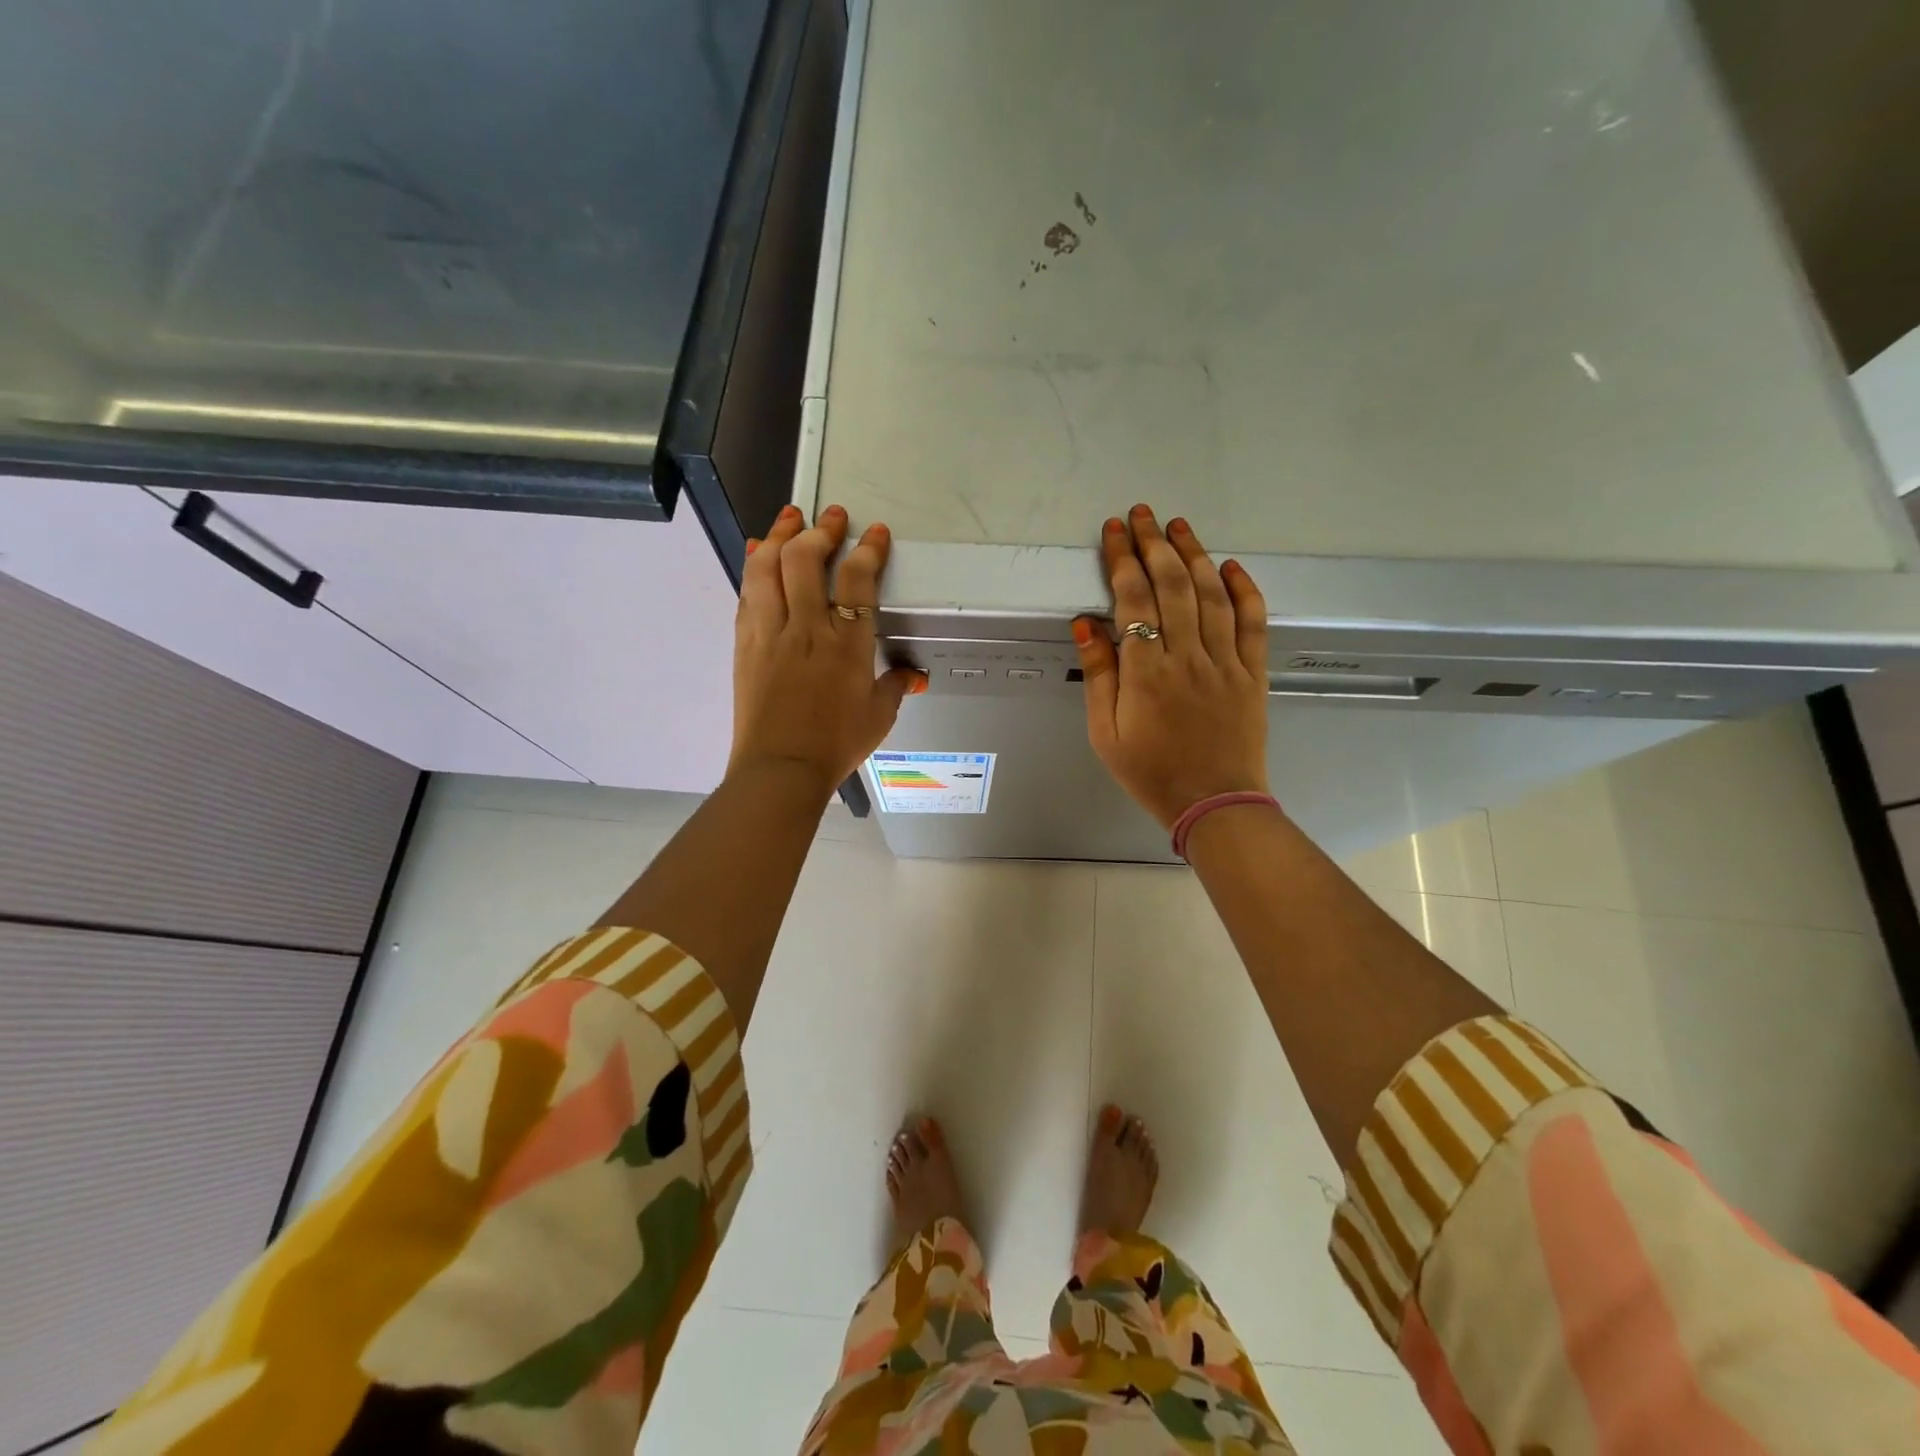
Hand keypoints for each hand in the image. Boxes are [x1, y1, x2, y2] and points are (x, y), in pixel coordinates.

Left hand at [729, 503, 925, 797]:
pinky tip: (756, 552)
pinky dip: (752, 566)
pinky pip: (747, 593)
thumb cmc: (835, 745)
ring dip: (779, 535)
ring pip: (768, 567)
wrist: (780, 768)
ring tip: (790, 519)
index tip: (875, 534)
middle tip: (831, 517)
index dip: (868, 549)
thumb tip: (913, 677)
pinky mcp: (746, 644)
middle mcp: (808, 629)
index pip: (858, 580)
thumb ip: (895, 688)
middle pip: (806, 559)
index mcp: (847, 645)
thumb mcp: (878, 717)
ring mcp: (771, 633)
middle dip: (820, 530)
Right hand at [1072, 505, 1270, 827]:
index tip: (1114, 530)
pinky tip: (1230, 567)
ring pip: (1211, 596)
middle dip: (1155, 545)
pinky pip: (1252, 623)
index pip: (1133, 600)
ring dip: (1194, 555)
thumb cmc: (1151, 772)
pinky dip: (1243, 591)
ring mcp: (1225, 663)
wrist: (1214, 803)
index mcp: (1146, 673)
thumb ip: (1098, 676)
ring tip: (1179, 526)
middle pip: (1172, 586)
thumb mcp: (1105, 733)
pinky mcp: (1252, 673)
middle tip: (1143, 514)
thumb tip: (1086, 624)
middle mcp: (1187, 658)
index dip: (1122, 559)